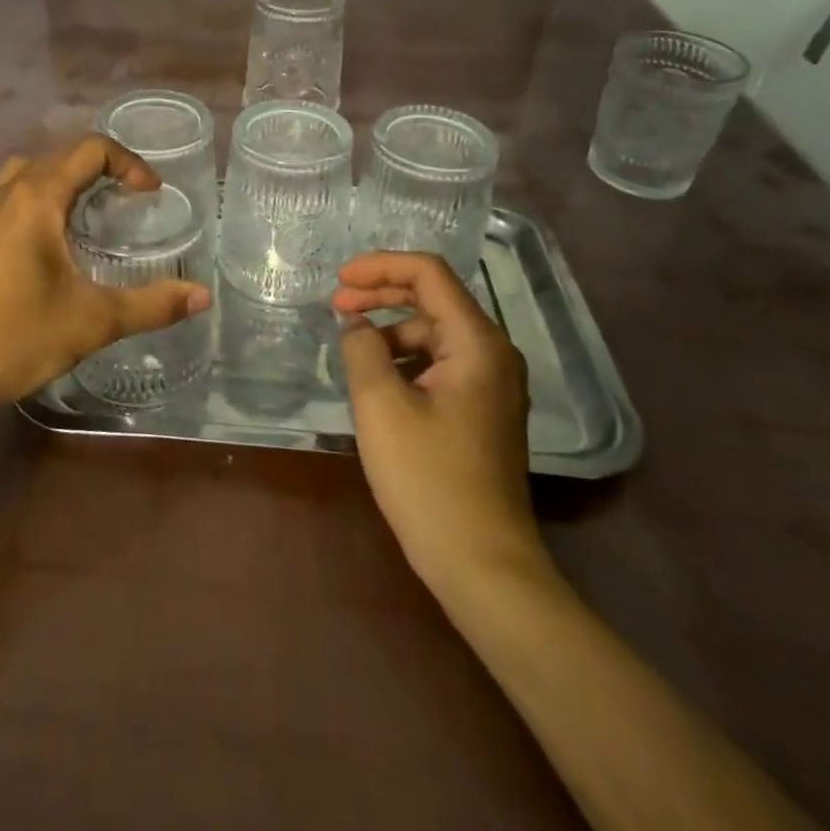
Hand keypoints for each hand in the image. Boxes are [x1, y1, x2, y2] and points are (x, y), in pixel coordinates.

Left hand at [0, 135, 210, 413]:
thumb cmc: (15, 337)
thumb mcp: (93, 321)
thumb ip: (151, 305)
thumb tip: (203, 296)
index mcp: (36, 197)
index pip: (90, 149)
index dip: (129, 163)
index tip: (151, 195)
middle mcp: (8, 193)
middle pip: (61, 154)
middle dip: (103, 168)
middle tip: (132, 200)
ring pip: (32, 172)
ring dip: (69, 180)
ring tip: (96, 211)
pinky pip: (16, 196)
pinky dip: (45, 198)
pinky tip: (58, 242)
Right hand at [334, 253, 548, 592]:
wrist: (482, 564)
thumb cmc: (429, 480)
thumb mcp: (380, 406)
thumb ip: (362, 349)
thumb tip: (356, 326)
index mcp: (477, 342)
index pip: (429, 273)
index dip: (380, 266)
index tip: (339, 281)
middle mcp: (493, 353)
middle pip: (434, 299)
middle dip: (382, 294)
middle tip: (336, 305)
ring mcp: (492, 384)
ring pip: (435, 333)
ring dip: (391, 329)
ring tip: (350, 345)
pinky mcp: (482, 410)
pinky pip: (440, 363)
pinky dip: (405, 358)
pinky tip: (375, 377)